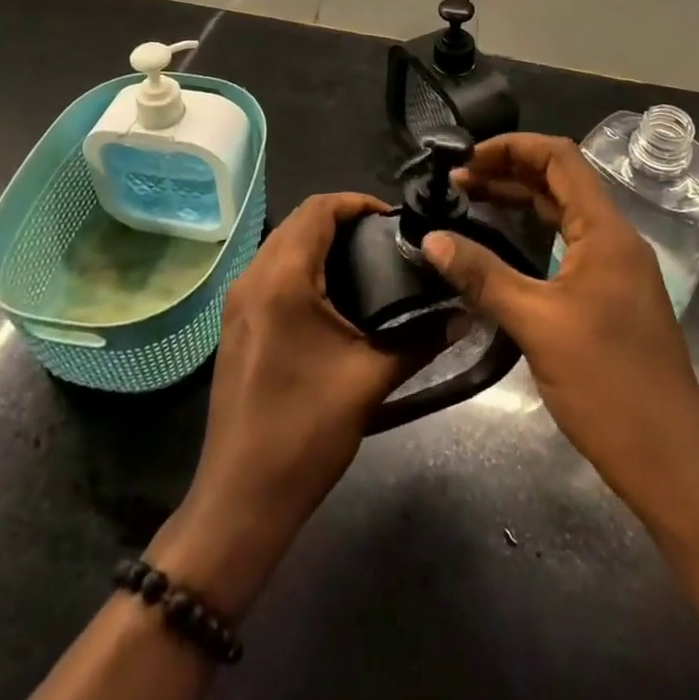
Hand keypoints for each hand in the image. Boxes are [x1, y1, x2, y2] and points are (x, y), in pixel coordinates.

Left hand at [148, 192, 439, 619]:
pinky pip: (269, 271)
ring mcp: (237, 301)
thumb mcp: (370, 380)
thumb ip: (421, 339)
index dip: (356, 202)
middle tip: (385, 240)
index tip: (393, 219)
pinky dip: (300, 265)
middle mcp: (252, 277)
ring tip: (365, 263)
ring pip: (280, 245)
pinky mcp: (234, 323)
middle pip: (297, 222)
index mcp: (282, 279)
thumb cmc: (306, 431)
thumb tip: (464, 315)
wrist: (241, 497)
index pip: (317, 209)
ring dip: (319, 241)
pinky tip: (331, 295)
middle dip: (340, 220)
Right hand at [420, 134, 698, 520]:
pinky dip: (532, 234)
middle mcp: (615, 239)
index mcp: (606, 232)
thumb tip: (431, 239)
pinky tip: (500, 245)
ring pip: (563, 214)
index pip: (560, 158)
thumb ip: (483, 276)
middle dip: (508, 171)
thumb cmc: (608, 385)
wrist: (672, 463)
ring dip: (519, 201)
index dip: (512, 147)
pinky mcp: (611, 296)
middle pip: (561, 180)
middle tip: (457, 182)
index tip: (466, 159)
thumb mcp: (537, 325)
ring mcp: (616, 269)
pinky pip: (568, 245)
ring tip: (469, 202)